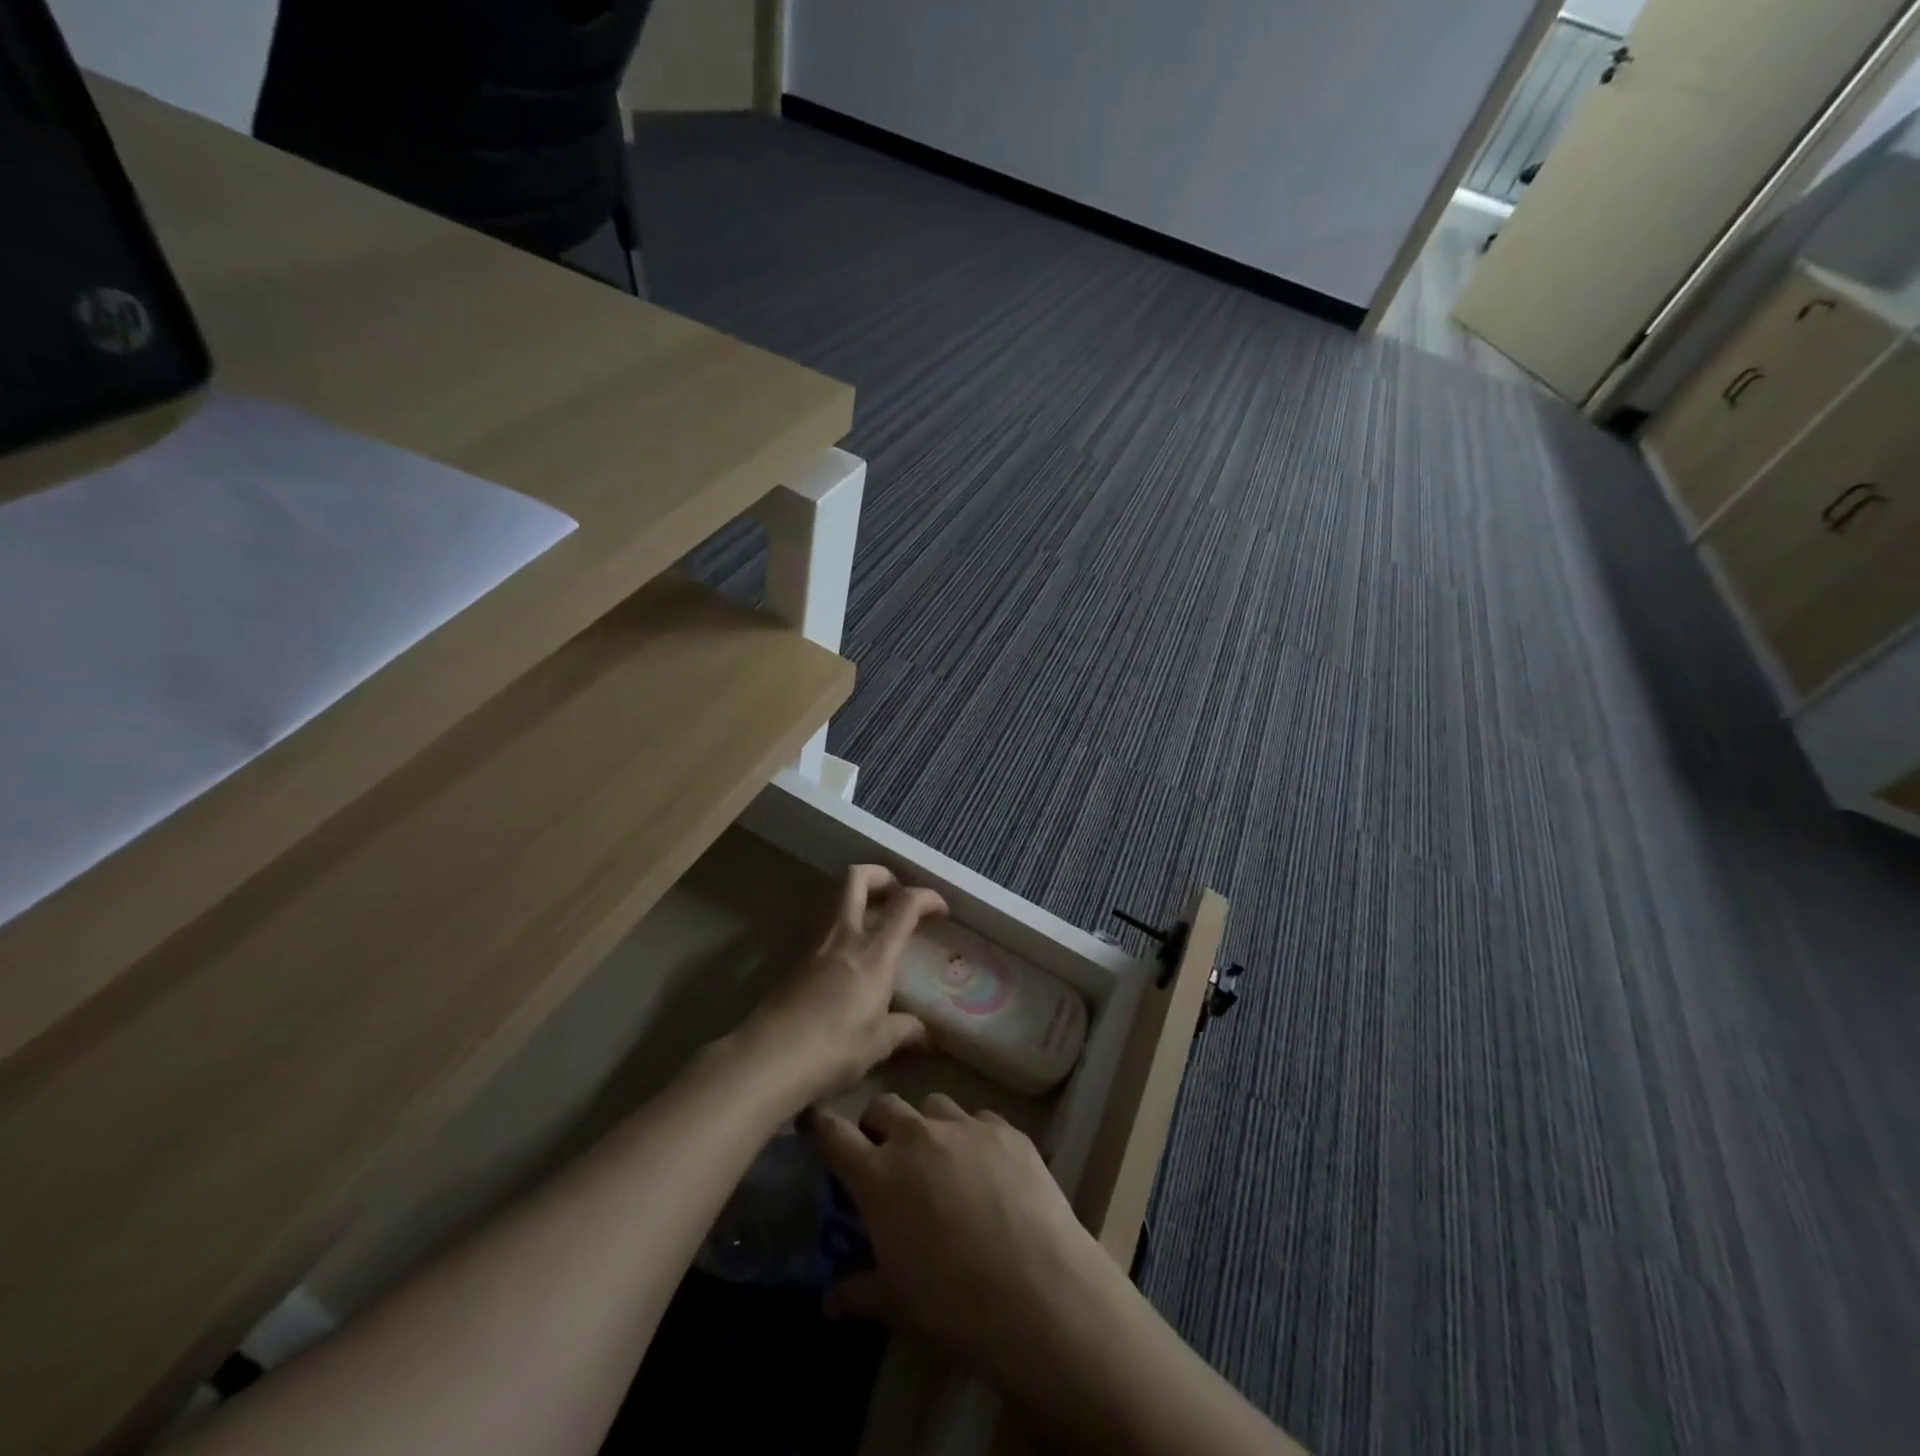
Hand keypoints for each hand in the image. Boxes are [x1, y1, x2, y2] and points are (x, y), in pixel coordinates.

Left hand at [741, 866, 947, 1106]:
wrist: (770, 1058)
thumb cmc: (834, 1049)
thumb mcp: (878, 1044)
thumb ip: (904, 1030)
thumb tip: (924, 1032)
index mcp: (874, 953)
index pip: (905, 905)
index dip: (927, 897)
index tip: (940, 910)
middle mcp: (844, 938)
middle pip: (855, 879)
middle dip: (879, 875)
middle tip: (894, 893)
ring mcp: (814, 946)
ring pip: (833, 899)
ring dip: (856, 899)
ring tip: (874, 924)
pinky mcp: (794, 962)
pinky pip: (821, 929)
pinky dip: (839, 929)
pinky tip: (846, 959)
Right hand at [810, 1094, 1119, 1391]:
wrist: (1038, 1291)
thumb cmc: (954, 1305)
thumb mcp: (897, 1304)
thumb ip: (859, 1292)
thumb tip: (831, 1300)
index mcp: (878, 1175)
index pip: (834, 1134)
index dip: (820, 1126)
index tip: (815, 1122)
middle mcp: (917, 1137)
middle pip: (885, 1105)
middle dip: (878, 1123)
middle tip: (886, 1152)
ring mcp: (964, 1127)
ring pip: (933, 1105)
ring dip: (928, 1126)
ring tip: (941, 1158)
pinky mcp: (1006, 1129)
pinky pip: (979, 1120)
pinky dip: (973, 1137)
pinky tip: (988, 1168)